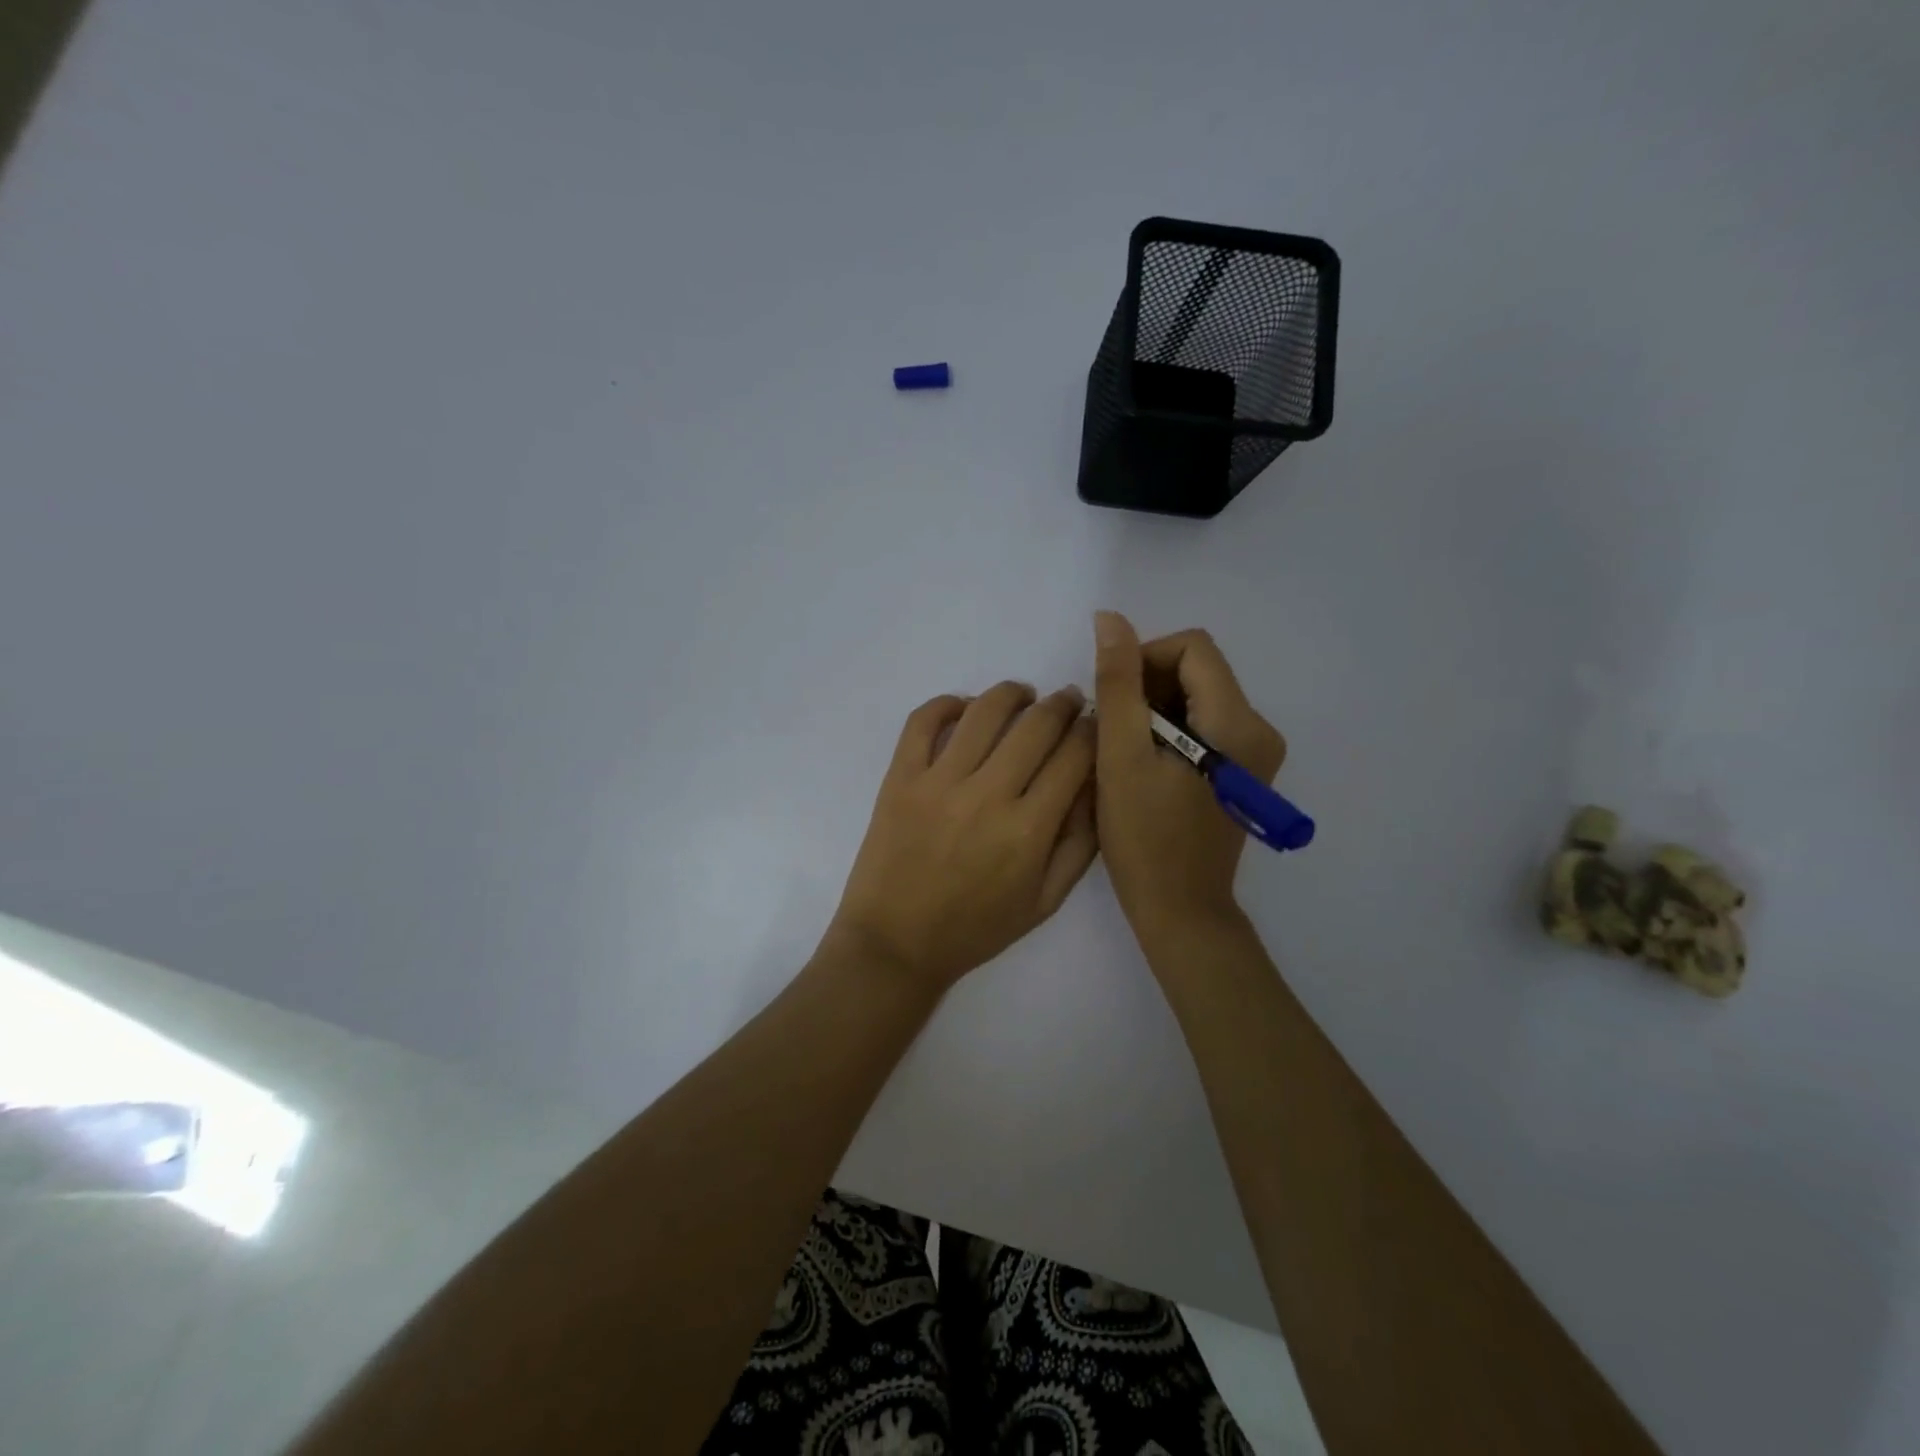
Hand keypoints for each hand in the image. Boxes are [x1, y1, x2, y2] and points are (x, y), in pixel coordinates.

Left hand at [826, 682, 1099, 993]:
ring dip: (1013, 693)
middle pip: (1037, 724)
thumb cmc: (976, 929)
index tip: (1097, 724)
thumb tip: (1097, 782)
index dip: (1094, 731)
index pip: (1076, 755)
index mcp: (1029, 829)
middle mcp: (987, 795)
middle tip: (1069, 701)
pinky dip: (947, 702)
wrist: (896, 944)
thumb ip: (1080, 842)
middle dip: (1064, 704)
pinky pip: (923, 721)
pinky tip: (965, 707)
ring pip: (985, 711)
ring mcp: (938, 782)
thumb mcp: (1046, 900)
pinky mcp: (900, 778)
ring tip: (1023, 695)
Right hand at [1091, 612, 1286, 936]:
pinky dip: (1169, 730)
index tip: (1112, 696)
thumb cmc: (1144, 838)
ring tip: (1124, 750)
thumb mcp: (1121, 755)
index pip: (1193, 647)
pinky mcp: (1243, 770)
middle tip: (1111, 728)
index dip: (1144, 657)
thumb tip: (1110, 619)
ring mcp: (1255, 752)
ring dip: (1154, 709)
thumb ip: (1117, 683)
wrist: (1180, 910)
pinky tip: (1144, 763)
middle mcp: (1258, 729)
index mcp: (1237, 723)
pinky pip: (1203, 724)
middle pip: (1198, 670)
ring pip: (1197, 696)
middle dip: (1147, 685)